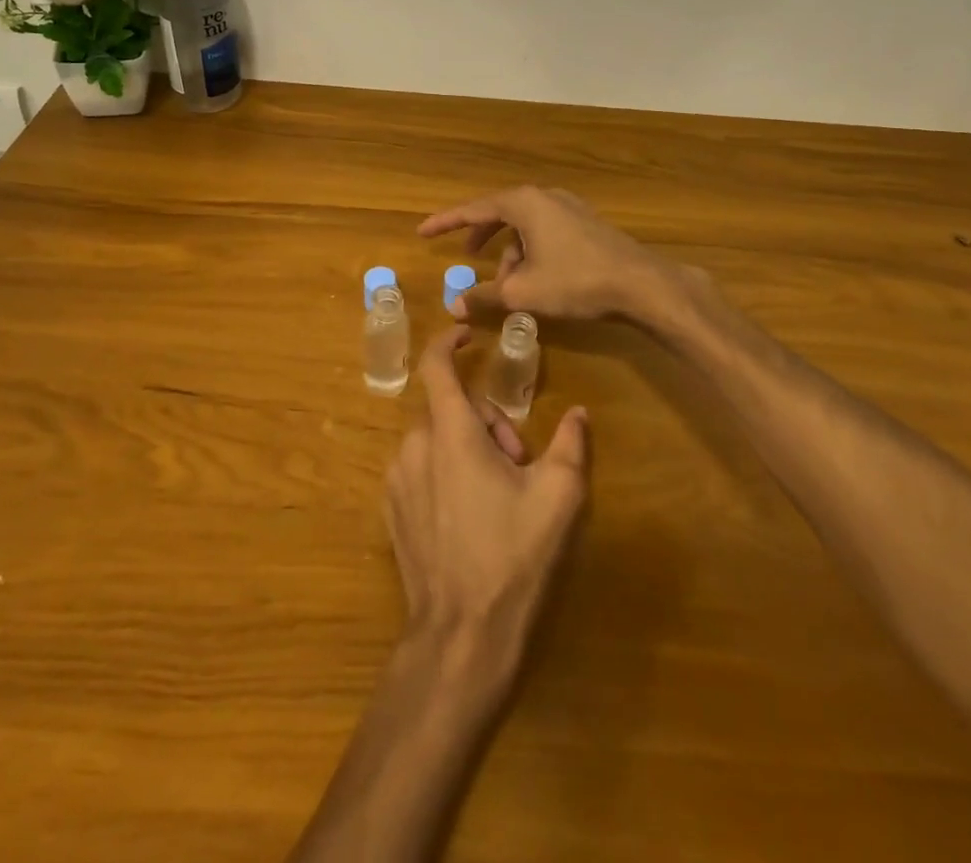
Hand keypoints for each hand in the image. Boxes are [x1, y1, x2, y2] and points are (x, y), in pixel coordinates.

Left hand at [385, 326, 589, 694]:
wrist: (460, 635)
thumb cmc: (512, 558)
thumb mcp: (557, 499)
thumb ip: (570, 446)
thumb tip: (578, 414)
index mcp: (450, 433)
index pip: (437, 366)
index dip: (449, 341)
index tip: (467, 334)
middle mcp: (414, 446)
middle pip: (450, 409)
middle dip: (487, 424)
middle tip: (519, 465)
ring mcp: (397, 479)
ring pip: (436, 440)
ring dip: (466, 450)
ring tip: (497, 496)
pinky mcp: (392, 509)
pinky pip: (420, 469)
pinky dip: (444, 473)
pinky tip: (470, 517)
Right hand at [418, 185, 675, 323]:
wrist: (640, 284)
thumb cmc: (575, 281)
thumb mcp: (523, 292)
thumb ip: (484, 296)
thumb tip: (452, 306)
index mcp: (523, 203)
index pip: (473, 209)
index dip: (445, 222)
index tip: (422, 232)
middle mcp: (544, 197)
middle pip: (500, 213)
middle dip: (480, 236)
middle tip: (464, 254)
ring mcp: (568, 207)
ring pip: (525, 226)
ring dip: (510, 253)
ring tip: (507, 286)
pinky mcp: (585, 223)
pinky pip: (544, 231)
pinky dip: (531, 251)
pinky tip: (536, 280)